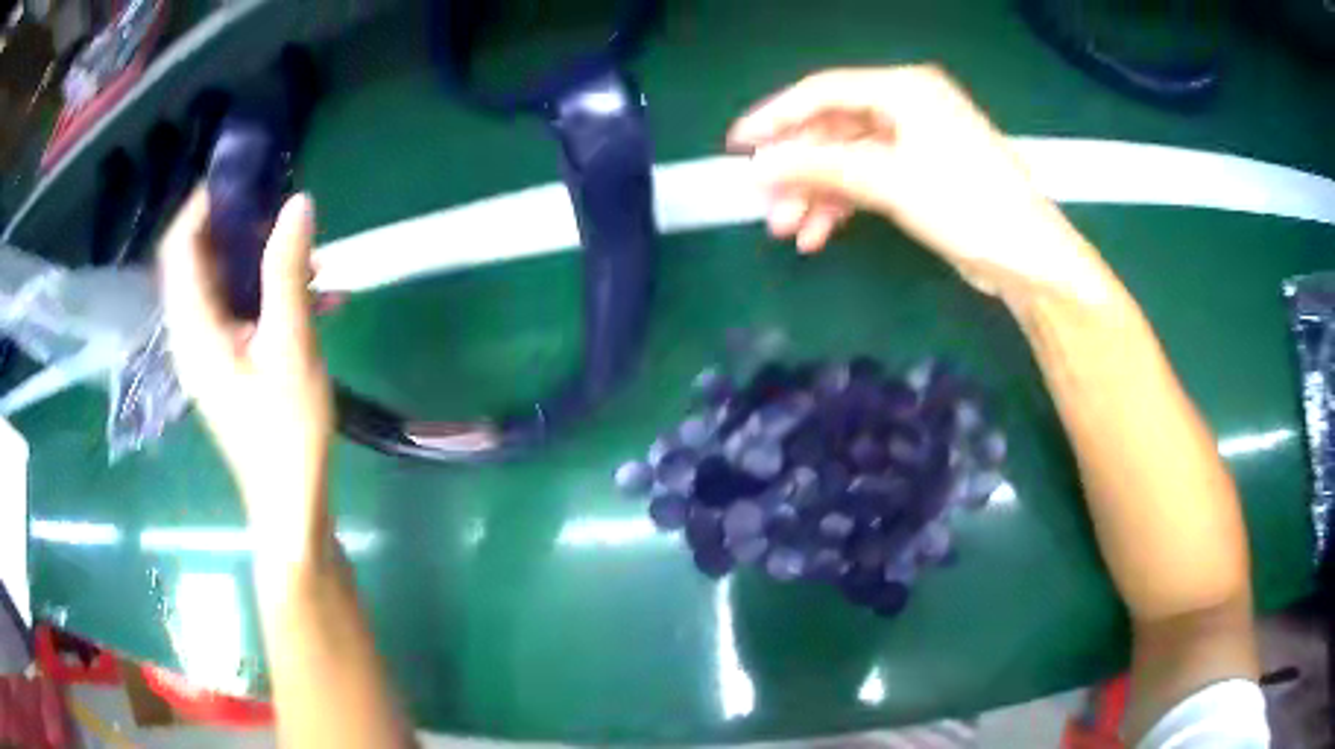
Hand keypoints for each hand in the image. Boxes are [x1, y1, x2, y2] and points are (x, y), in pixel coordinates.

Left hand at [159, 189, 332, 544]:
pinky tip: (317, 296)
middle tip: (280, 211)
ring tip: (310, 256)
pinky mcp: (227, 363)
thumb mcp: (290, 344)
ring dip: (259, 261)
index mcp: (194, 327)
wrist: (289, 502)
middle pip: (198, 261)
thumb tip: (297, 203)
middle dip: (236, 227)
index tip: (242, 177)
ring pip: (222, 284)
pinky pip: (239, 310)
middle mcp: (191, 333)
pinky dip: (268, 293)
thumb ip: (286, 271)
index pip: (179, 247)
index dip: (202, 205)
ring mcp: (208, 351)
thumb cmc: (285, 430)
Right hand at [729, 65, 1110, 303]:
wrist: (1028, 259)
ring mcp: (915, 142)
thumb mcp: (891, 180)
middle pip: (833, 130)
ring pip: (847, 160)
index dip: (776, 117)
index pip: (824, 92)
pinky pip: (868, 181)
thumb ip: (822, 166)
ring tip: (789, 232)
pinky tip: (819, 235)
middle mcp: (907, 107)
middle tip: (766, 205)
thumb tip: (762, 165)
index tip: (738, 145)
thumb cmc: (967, 205)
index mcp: (904, 89)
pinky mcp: (920, 175)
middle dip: (799, 169)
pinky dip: (843, 205)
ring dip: (816, 194)